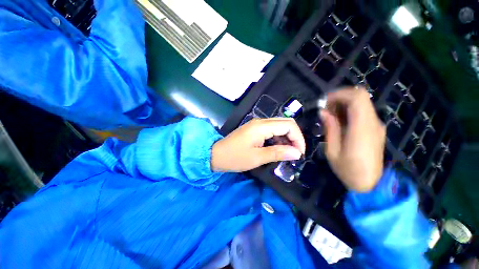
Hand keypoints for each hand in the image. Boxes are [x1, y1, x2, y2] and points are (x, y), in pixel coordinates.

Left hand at [211, 118, 305, 171]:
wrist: (216, 154)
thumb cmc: (235, 157)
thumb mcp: (257, 158)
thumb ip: (278, 153)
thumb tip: (297, 153)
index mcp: (261, 126)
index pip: (288, 125)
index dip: (298, 138)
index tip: (299, 153)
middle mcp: (261, 121)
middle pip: (285, 123)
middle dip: (294, 137)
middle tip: (295, 153)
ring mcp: (257, 124)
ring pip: (279, 126)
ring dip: (286, 138)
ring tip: (287, 153)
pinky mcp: (254, 129)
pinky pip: (271, 130)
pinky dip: (278, 139)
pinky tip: (277, 148)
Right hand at [320, 87, 385, 191]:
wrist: (370, 184)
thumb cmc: (348, 170)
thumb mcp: (332, 151)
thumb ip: (330, 128)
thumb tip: (324, 112)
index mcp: (362, 129)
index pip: (357, 99)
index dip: (339, 94)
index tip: (324, 102)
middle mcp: (373, 123)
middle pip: (361, 96)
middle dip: (341, 97)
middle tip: (326, 108)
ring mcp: (376, 125)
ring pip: (362, 103)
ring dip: (344, 104)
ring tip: (330, 115)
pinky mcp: (375, 129)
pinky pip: (363, 112)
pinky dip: (350, 111)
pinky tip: (339, 121)